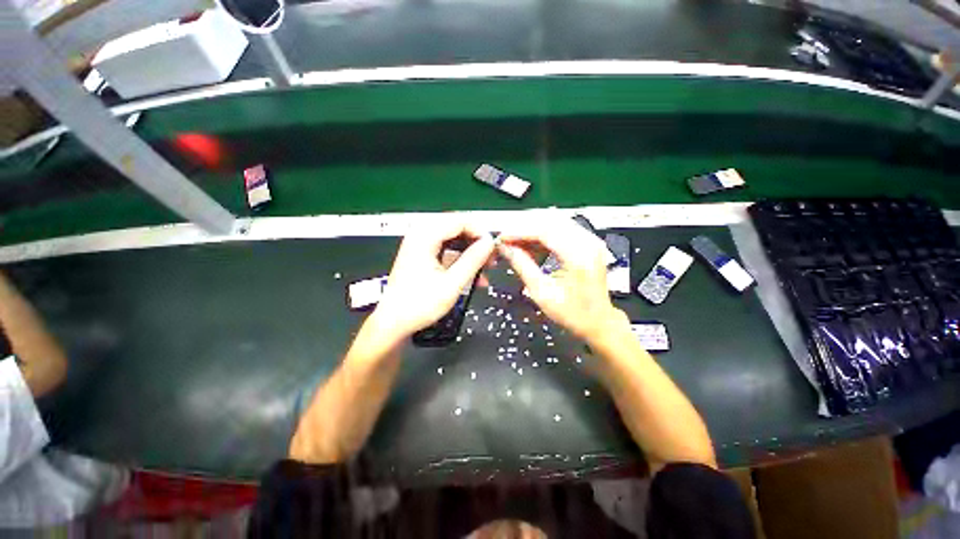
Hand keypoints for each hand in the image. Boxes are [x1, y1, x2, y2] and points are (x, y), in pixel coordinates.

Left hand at [372, 220, 495, 341]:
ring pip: (454, 238)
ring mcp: (420, 244)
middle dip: (476, 242)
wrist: (394, 321)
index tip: (492, 248)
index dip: (480, 232)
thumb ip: (473, 260)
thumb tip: (489, 243)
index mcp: (424, 236)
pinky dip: (460, 258)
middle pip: (457, 227)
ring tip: (485, 268)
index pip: (460, 220)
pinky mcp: (422, 254)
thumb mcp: (452, 284)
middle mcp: (421, 234)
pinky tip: (472, 274)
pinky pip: (447, 248)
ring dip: (470, 251)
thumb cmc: (418, 305)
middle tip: (490, 258)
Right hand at [497, 220, 626, 342]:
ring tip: (515, 242)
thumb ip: (522, 265)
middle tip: (506, 238)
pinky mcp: (588, 242)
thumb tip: (504, 248)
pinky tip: (531, 244)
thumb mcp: (541, 292)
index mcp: (578, 256)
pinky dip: (543, 234)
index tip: (501, 237)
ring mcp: (590, 239)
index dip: (519, 232)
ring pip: (555, 222)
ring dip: (533, 229)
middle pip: (550, 221)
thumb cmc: (571, 313)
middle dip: (524, 227)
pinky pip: (561, 229)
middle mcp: (588, 242)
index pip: (545, 231)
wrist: (598, 321)